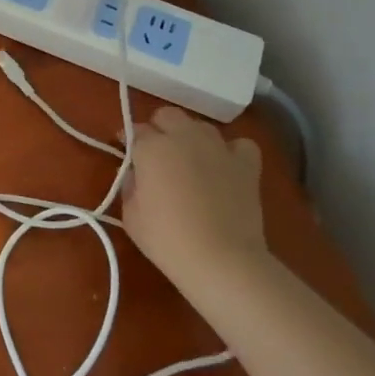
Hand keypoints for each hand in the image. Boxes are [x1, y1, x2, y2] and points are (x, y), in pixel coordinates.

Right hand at [122, 106, 266, 296]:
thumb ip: (130, 185)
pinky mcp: (246, 164)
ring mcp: (218, 147)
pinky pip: (239, 144)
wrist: (221, 260)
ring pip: (201, 126)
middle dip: (159, 129)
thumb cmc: (167, 240)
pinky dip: (231, 151)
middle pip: (168, 116)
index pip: (136, 130)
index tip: (128, 155)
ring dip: (191, 137)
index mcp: (152, 147)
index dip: (129, 141)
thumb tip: (136, 174)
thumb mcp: (131, 215)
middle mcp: (184, 137)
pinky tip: (225, 165)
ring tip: (190, 160)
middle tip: (156, 154)